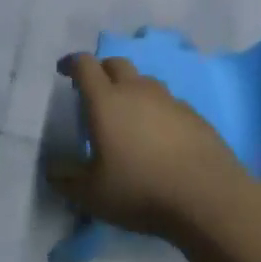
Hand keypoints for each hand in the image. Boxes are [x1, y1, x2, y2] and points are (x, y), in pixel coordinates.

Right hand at [49, 55, 247, 239]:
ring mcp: (169, 101)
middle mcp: (136, 91)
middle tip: (95, 92)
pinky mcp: (195, 116)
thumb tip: (51, 168)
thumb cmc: (141, 190)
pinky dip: (157, 110)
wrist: (209, 198)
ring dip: (132, 90)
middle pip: (116, 63)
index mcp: (106, 101)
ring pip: (145, 81)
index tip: (64, 71)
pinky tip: (159, 137)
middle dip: (102, 71)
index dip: (72, 63)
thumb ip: (66, 179)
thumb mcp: (92, 194)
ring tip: (128, 116)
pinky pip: (169, 103)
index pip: (85, 65)